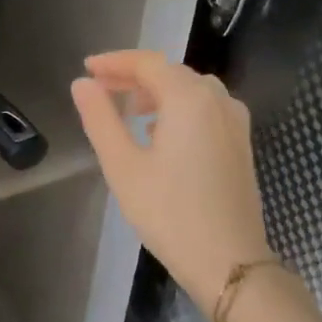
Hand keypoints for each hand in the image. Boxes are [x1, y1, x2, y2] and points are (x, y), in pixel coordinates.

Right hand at [71, 51, 275, 316]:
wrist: (227, 260)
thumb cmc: (168, 213)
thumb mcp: (123, 166)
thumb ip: (100, 119)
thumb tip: (81, 84)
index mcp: (189, 99)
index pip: (148, 63)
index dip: (114, 62)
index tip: (86, 68)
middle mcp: (218, 100)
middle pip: (172, 73)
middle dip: (134, 76)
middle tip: (101, 90)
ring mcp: (235, 122)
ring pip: (191, 90)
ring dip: (157, 91)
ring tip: (128, 110)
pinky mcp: (240, 143)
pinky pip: (206, 109)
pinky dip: (178, 108)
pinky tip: (160, 133)